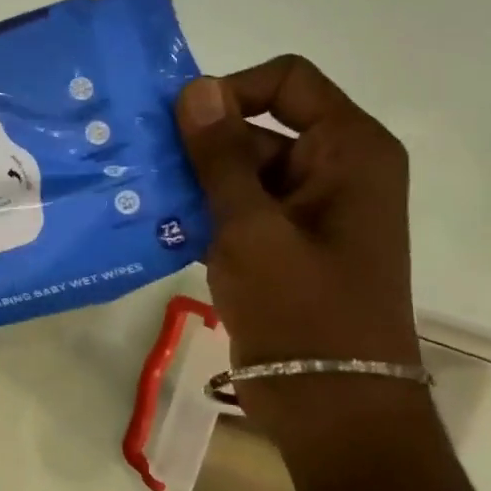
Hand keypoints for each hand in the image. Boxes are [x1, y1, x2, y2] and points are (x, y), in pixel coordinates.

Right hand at [174, 55, 419, 392]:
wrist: (332, 408)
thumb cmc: (302, 310)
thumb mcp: (251, 226)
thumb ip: (220, 155)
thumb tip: (196, 86)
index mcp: (349, 151)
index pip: (287, 81)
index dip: (232, 91)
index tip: (180, 125)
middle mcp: (335, 169)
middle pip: (259, 125)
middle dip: (201, 145)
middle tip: (141, 163)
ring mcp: (309, 210)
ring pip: (241, 170)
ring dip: (194, 181)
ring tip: (140, 195)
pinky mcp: (285, 243)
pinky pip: (239, 207)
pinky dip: (203, 212)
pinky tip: (157, 225)